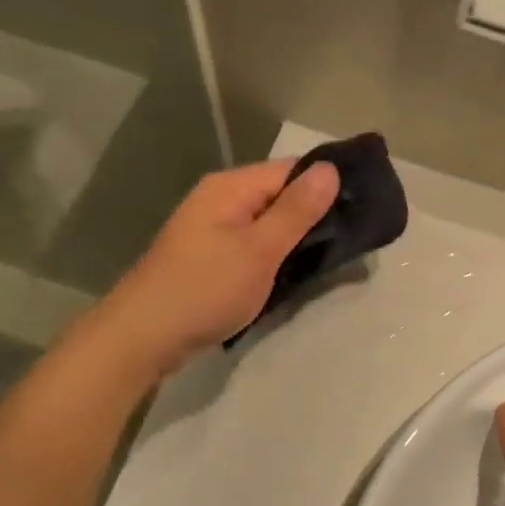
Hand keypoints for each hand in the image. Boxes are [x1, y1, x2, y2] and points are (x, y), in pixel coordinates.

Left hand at [100, 158, 339, 375]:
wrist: (142, 336)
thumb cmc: (205, 289)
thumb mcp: (260, 250)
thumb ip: (296, 210)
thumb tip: (330, 168)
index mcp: (231, 187)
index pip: (291, 169)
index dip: (326, 184)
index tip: (362, 207)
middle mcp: (220, 198)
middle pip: (279, 194)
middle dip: (313, 213)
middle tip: (353, 238)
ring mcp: (211, 228)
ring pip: (266, 222)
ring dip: (294, 237)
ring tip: (332, 255)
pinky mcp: (208, 256)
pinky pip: (251, 243)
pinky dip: (273, 254)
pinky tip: (293, 271)